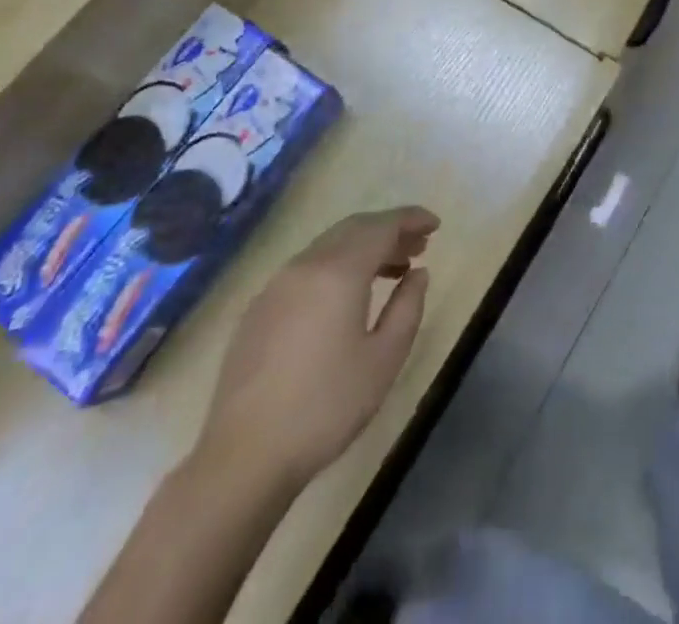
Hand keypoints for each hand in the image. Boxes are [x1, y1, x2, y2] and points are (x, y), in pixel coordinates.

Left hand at [197, 207, 439, 495]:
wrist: (244, 458)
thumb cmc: (326, 407)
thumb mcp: (384, 359)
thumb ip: (408, 307)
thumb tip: (418, 274)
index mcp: (338, 271)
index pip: (382, 226)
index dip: (411, 219)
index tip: (435, 224)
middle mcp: (305, 265)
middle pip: (354, 229)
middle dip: (389, 231)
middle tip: (417, 247)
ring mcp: (276, 286)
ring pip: (328, 246)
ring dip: (363, 248)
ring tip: (391, 271)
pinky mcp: (258, 309)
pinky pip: (307, 268)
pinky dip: (336, 266)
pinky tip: (347, 297)